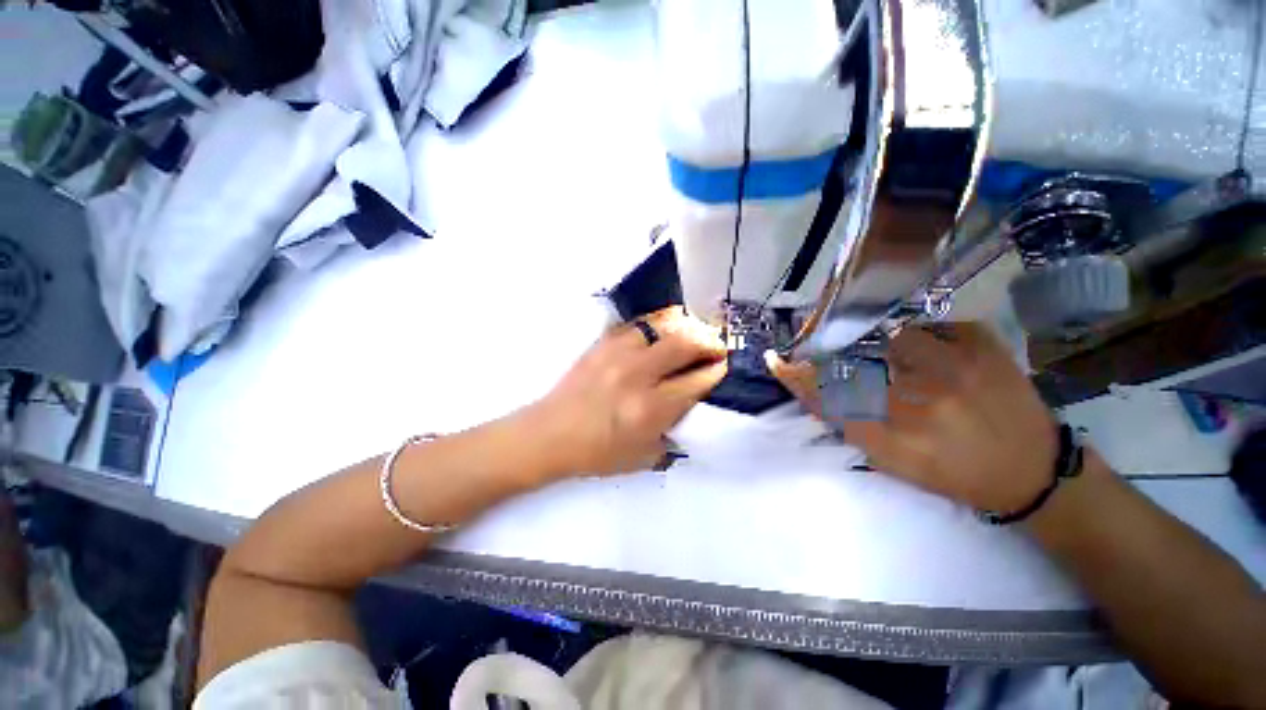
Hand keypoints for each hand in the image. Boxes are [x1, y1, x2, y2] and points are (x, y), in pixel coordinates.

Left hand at [530, 307, 727, 476]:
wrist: (550, 434)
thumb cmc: (597, 453)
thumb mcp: (644, 457)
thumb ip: (673, 432)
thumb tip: (691, 406)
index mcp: (650, 409)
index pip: (696, 381)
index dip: (716, 371)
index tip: (725, 366)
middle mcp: (637, 375)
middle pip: (685, 344)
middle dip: (710, 342)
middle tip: (717, 345)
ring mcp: (618, 354)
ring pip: (662, 325)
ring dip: (685, 326)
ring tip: (695, 330)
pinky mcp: (602, 343)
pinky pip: (637, 324)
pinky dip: (657, 323)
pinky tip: (663, 329)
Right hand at [767, 323, 1058, 511]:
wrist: (1030, 471)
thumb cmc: (952, 473)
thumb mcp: (892, 461)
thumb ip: (850, 425)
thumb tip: (817, 388)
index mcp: (893, 438)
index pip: (825, 397)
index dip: (796, 376)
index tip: (777, 360)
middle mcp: (919, 401)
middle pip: (851, 360)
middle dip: (834, 354)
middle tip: (837, 355)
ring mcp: (954, 366)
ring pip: (890, 337)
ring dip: (885, 347)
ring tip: (907, 364)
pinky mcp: (982, 343)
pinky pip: (930, 326)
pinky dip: (923, 338)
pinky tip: (938, 358)